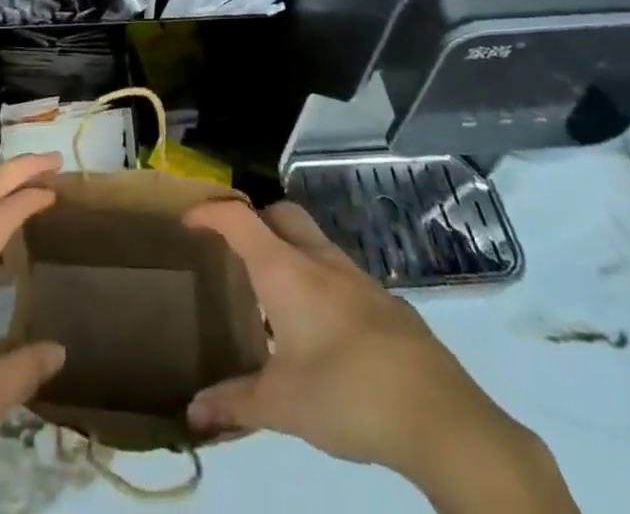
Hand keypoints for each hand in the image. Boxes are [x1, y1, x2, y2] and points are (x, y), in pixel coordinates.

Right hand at [183, 201, 577, 513]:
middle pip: (280, 213)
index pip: (238, 218)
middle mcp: (319, 259)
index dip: (209, 212)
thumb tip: (192, 414)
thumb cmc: (348, 396)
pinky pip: (339, 272)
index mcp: (285, 270)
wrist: (441, 417)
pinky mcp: (386, 301)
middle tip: (234, 250)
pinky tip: (321, 327)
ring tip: (274, 294)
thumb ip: (235, 404)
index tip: (188, 223)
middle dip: (254, 220)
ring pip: (313, 241)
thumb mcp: (282, 405)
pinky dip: (318, 281)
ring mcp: (357, 276)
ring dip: (288, 251)